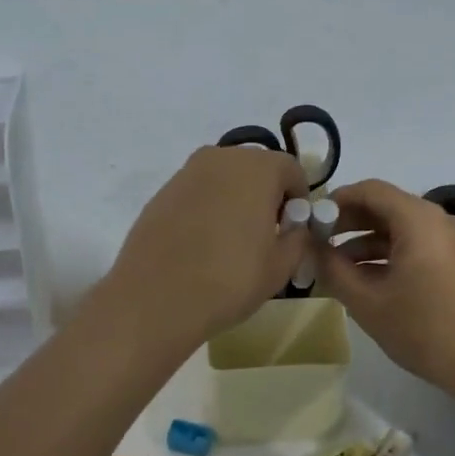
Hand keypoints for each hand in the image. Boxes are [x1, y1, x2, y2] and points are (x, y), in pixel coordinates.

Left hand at [107, 146, 310, 344]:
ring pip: (223, 179)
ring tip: (231, 241)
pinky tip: (201, 244)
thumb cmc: (230, 279)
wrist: (156, 297)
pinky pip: (196, 193)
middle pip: (255, 168)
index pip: (291, 170)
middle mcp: (220, 158)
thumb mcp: (281, 266)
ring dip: (234, 200)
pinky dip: (206, 209)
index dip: (298, 198)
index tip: (293, 229)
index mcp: (257, 168)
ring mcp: (185, 173)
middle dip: (266, 194)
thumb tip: (295, 228)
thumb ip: (298, 238)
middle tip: (265, 234)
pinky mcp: (161, 193)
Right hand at [315, 179, 454, 399]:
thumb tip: (309, 248)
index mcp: (419, 220)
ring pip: (399, 229)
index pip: (370, 190)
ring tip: (334, 266)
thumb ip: (332, 269)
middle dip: (348, 222)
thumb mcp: (366, 301)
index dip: (335, 201)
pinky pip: (415, 245)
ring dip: (365, 242)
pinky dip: (387, 255)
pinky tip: (363, 279)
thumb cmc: (423, 329)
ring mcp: (451, 241)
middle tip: (316, 243)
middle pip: (385, 207)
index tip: (310, 221)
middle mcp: (439, 221)